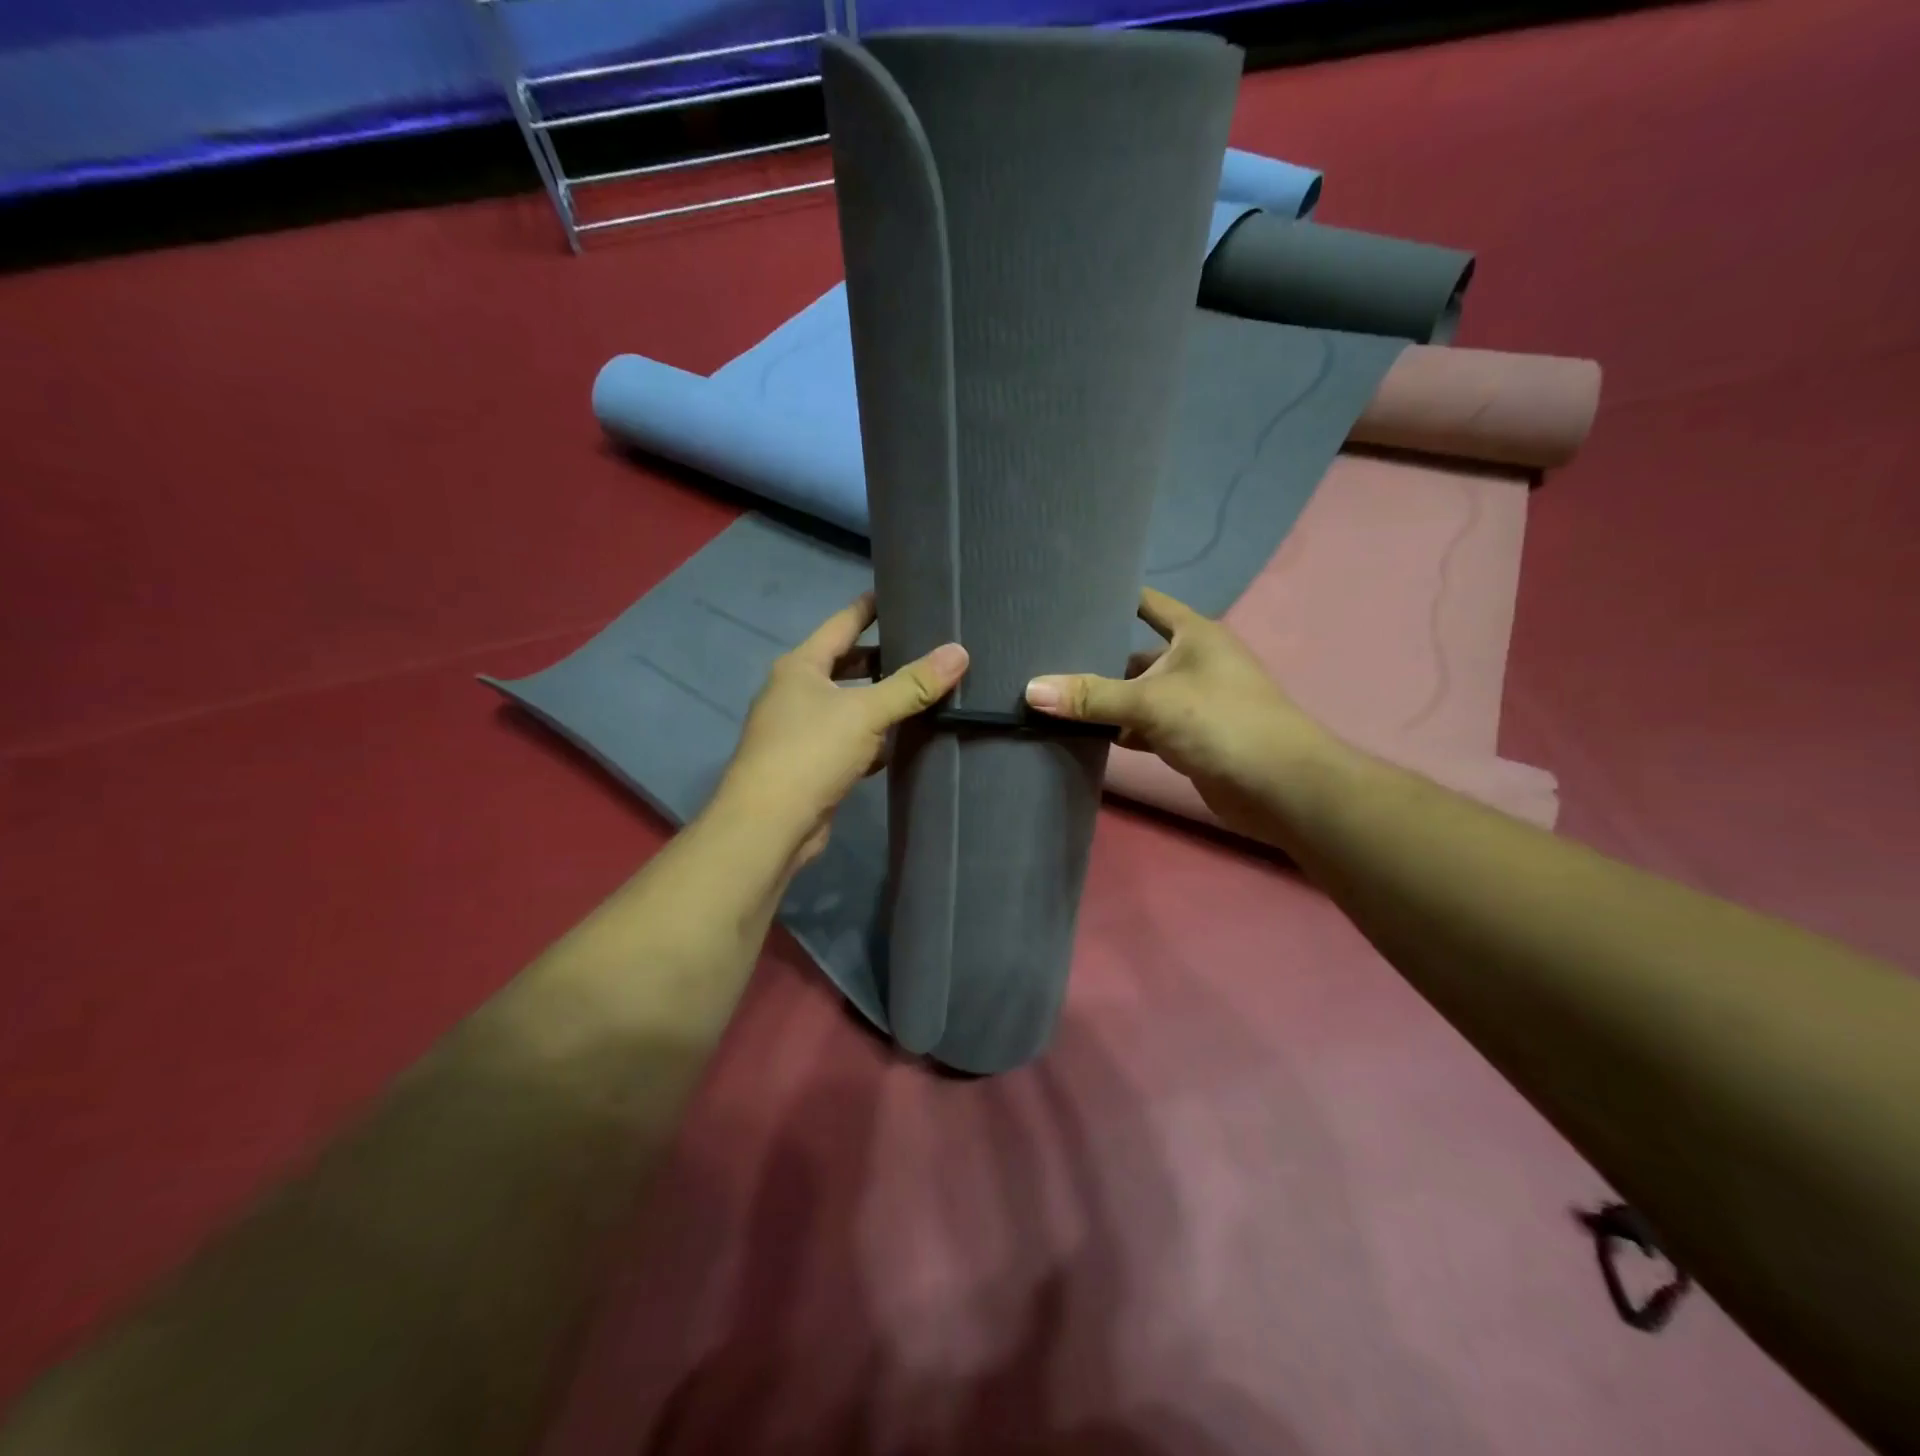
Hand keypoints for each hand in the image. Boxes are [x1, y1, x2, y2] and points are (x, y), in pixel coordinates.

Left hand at [714, 594, 968, 867]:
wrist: (769, 825)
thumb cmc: (811, 752)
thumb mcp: (865, 713)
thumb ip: (912, 684)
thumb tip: (959, 652)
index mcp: (801, 666)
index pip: (842, 623)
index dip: (870, 607)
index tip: (900, 593)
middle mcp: (797, 692)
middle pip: (847, 664)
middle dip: (883, 657)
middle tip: (926, 646)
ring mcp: (802, 730)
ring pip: (850, 704)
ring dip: (881, 700)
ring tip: (925, 689)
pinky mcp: (813, 764)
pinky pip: (850, 740)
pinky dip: (875, 738)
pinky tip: (904, 740)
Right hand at [1024, 587, 1329, 838]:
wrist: (1280, 787)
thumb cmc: (1221, 722)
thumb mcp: (1151, 702)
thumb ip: (1092, 697)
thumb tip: (1031, 690)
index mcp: (1194, 635)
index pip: (1148, 603)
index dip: (1114, 597)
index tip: (1069, 597)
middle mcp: (1194, 662)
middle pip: (1135, 654)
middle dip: (1096, 659)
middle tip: (1044, 660)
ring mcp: (1192, 701)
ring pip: (1138, 694)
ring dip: (1106, 701)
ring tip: (1054, 698)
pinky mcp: (1189, 738)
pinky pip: (1145, 726)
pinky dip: (1120, 730)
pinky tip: (1085, 736)